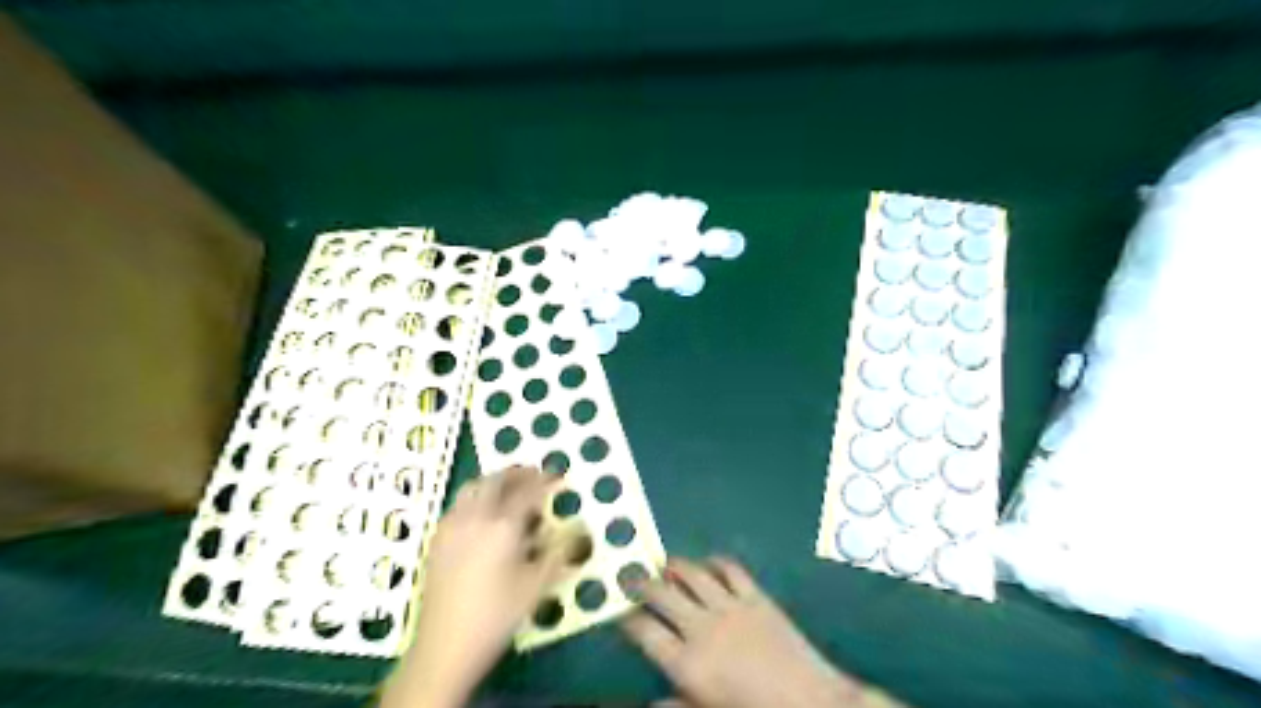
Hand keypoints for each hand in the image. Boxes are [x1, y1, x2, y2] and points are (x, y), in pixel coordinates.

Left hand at [384, 465, 575, 707]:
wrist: (445, 646)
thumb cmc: (498, 615)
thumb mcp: (537, 585)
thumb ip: (559, 550)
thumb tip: (579, 527)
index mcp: (503, 525)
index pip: (528, 490)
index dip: (545, 480)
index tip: (559, 476)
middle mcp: (475, 517)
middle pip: (496, 480)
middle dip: (517, 473)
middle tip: (535, 475)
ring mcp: (452, 525)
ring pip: (473, 487)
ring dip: (494, 481)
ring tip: (509, 488)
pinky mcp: (437, 539)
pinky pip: (459, 504)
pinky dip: (476, 497)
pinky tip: (483, 513)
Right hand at [619, 560, 895, 706]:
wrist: (813, 705)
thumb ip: (676, 706)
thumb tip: (647, 704)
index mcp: (687, 663)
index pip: (645, 631)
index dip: (628, 618)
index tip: (621, 612)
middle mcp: (702, 627)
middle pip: (661, 594)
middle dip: (640, 583)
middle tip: (631, 578)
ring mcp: (730, 607)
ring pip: (691, 573)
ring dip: (673, 566)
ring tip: (663, 564)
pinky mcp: (756, 596)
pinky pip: (730, 569)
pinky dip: (714, 562)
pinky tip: (707, 564)